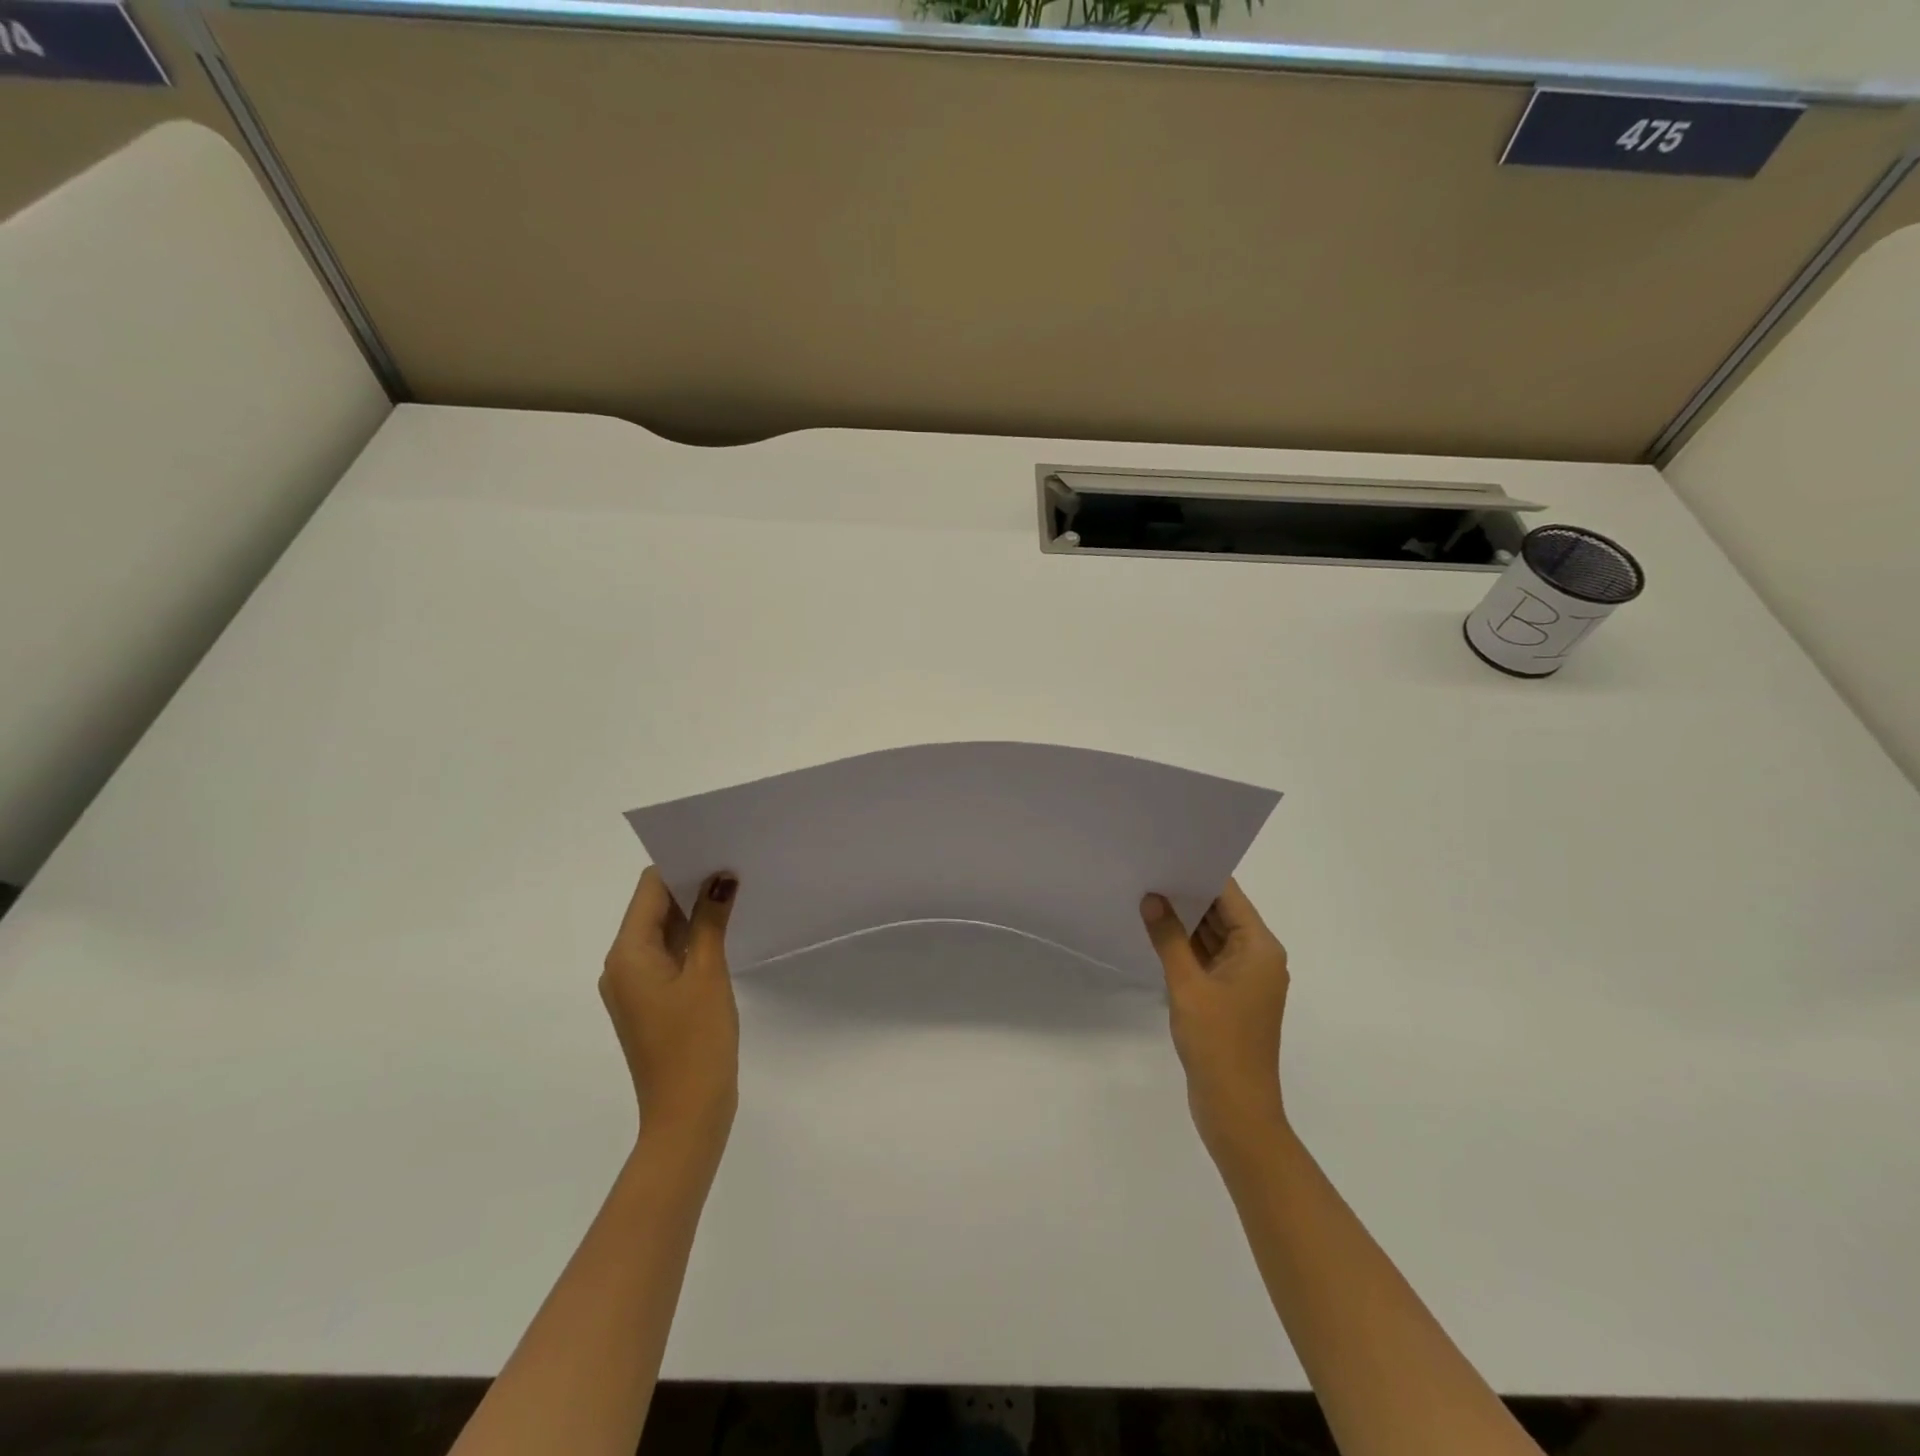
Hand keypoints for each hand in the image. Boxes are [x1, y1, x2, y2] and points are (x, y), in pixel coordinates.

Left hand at [601, 867, 740, 1155]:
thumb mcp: (708, 973)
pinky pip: (666, 957)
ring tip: (733, 892)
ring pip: (661, 933)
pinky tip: (722, 932)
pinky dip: (690, 941)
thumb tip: (720, 878)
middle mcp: (621, 965)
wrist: (687, 1114)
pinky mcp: (649, 1003)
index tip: (718, 850)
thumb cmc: (696, 1041)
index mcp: (627, 953)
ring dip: (692, 914)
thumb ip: (711, 921)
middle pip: (652, 908)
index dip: (681, 866)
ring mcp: (633, 986)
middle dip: (689, 886)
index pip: (649, 889)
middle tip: (733, 866)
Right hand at [1141, 879, 1289, 1164]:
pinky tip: (1157, 934)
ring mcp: (1245, 979)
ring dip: (1185, 922)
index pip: (1230, 896)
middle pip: (1222, 914)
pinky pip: (1208, 959)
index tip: (1168, 853)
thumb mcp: (1187, 985)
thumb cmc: (1218, 1042)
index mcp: (1260, 948)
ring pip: (1213, 937)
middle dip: (1187, 895)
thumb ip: (1168, 937)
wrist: (1236, 1109)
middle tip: (1149, 870)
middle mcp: (1258, 958)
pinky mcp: (1230, 997)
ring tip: (1146, 895)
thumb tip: (1152, 897)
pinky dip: (1186, 947)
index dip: (1200, 873)